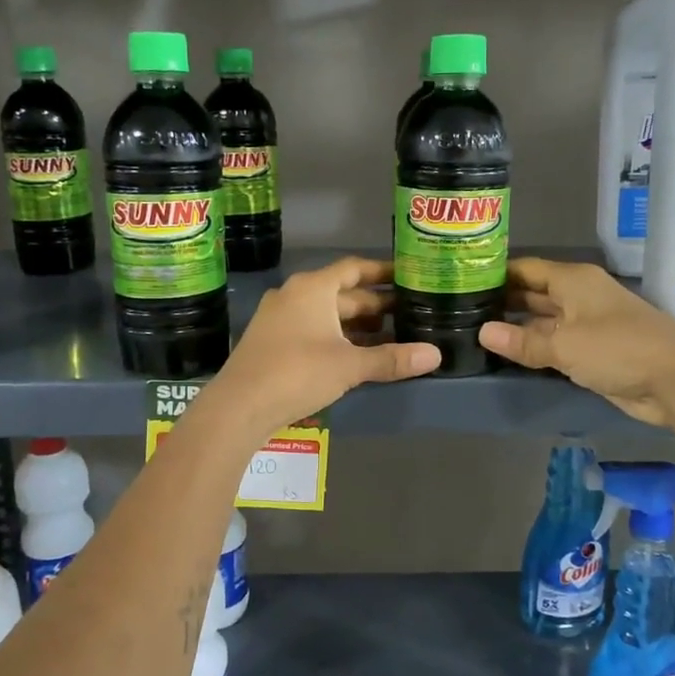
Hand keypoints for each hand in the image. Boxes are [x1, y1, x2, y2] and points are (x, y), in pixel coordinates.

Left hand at [203, 256, 439, 436]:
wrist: (238, 406)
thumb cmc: (297, 373)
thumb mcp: (349, 365)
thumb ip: (391, 359)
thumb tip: (435, 355)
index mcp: (313, 288)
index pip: (354, 269)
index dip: (381, 272)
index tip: (407, 276)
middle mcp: (294, 295)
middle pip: (341, 293)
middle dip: (374, 304)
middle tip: (408, 312)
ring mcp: (279, 318)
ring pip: (326, 314)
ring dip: (356, 324)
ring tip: (390, 336)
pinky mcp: (272, 342)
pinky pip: (312, 330)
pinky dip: (336, 337)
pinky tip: (355, 355)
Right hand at [477, 257, 674, 427]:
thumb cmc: (618, 349)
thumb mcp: (565, 346)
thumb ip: (523, 341)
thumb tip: (483, 333)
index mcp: (573, 280)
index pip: (526, 268)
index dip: (497, 273)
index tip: (464, 280)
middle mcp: (579, 296)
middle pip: (533, 292)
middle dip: (503, 300)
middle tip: (463, 309)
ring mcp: (587, 323)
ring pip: (543, 319)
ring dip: (517, 326)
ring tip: (477, 330)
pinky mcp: (593, 350)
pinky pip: (556, 342)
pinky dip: (535, 346)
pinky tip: (509, 353)